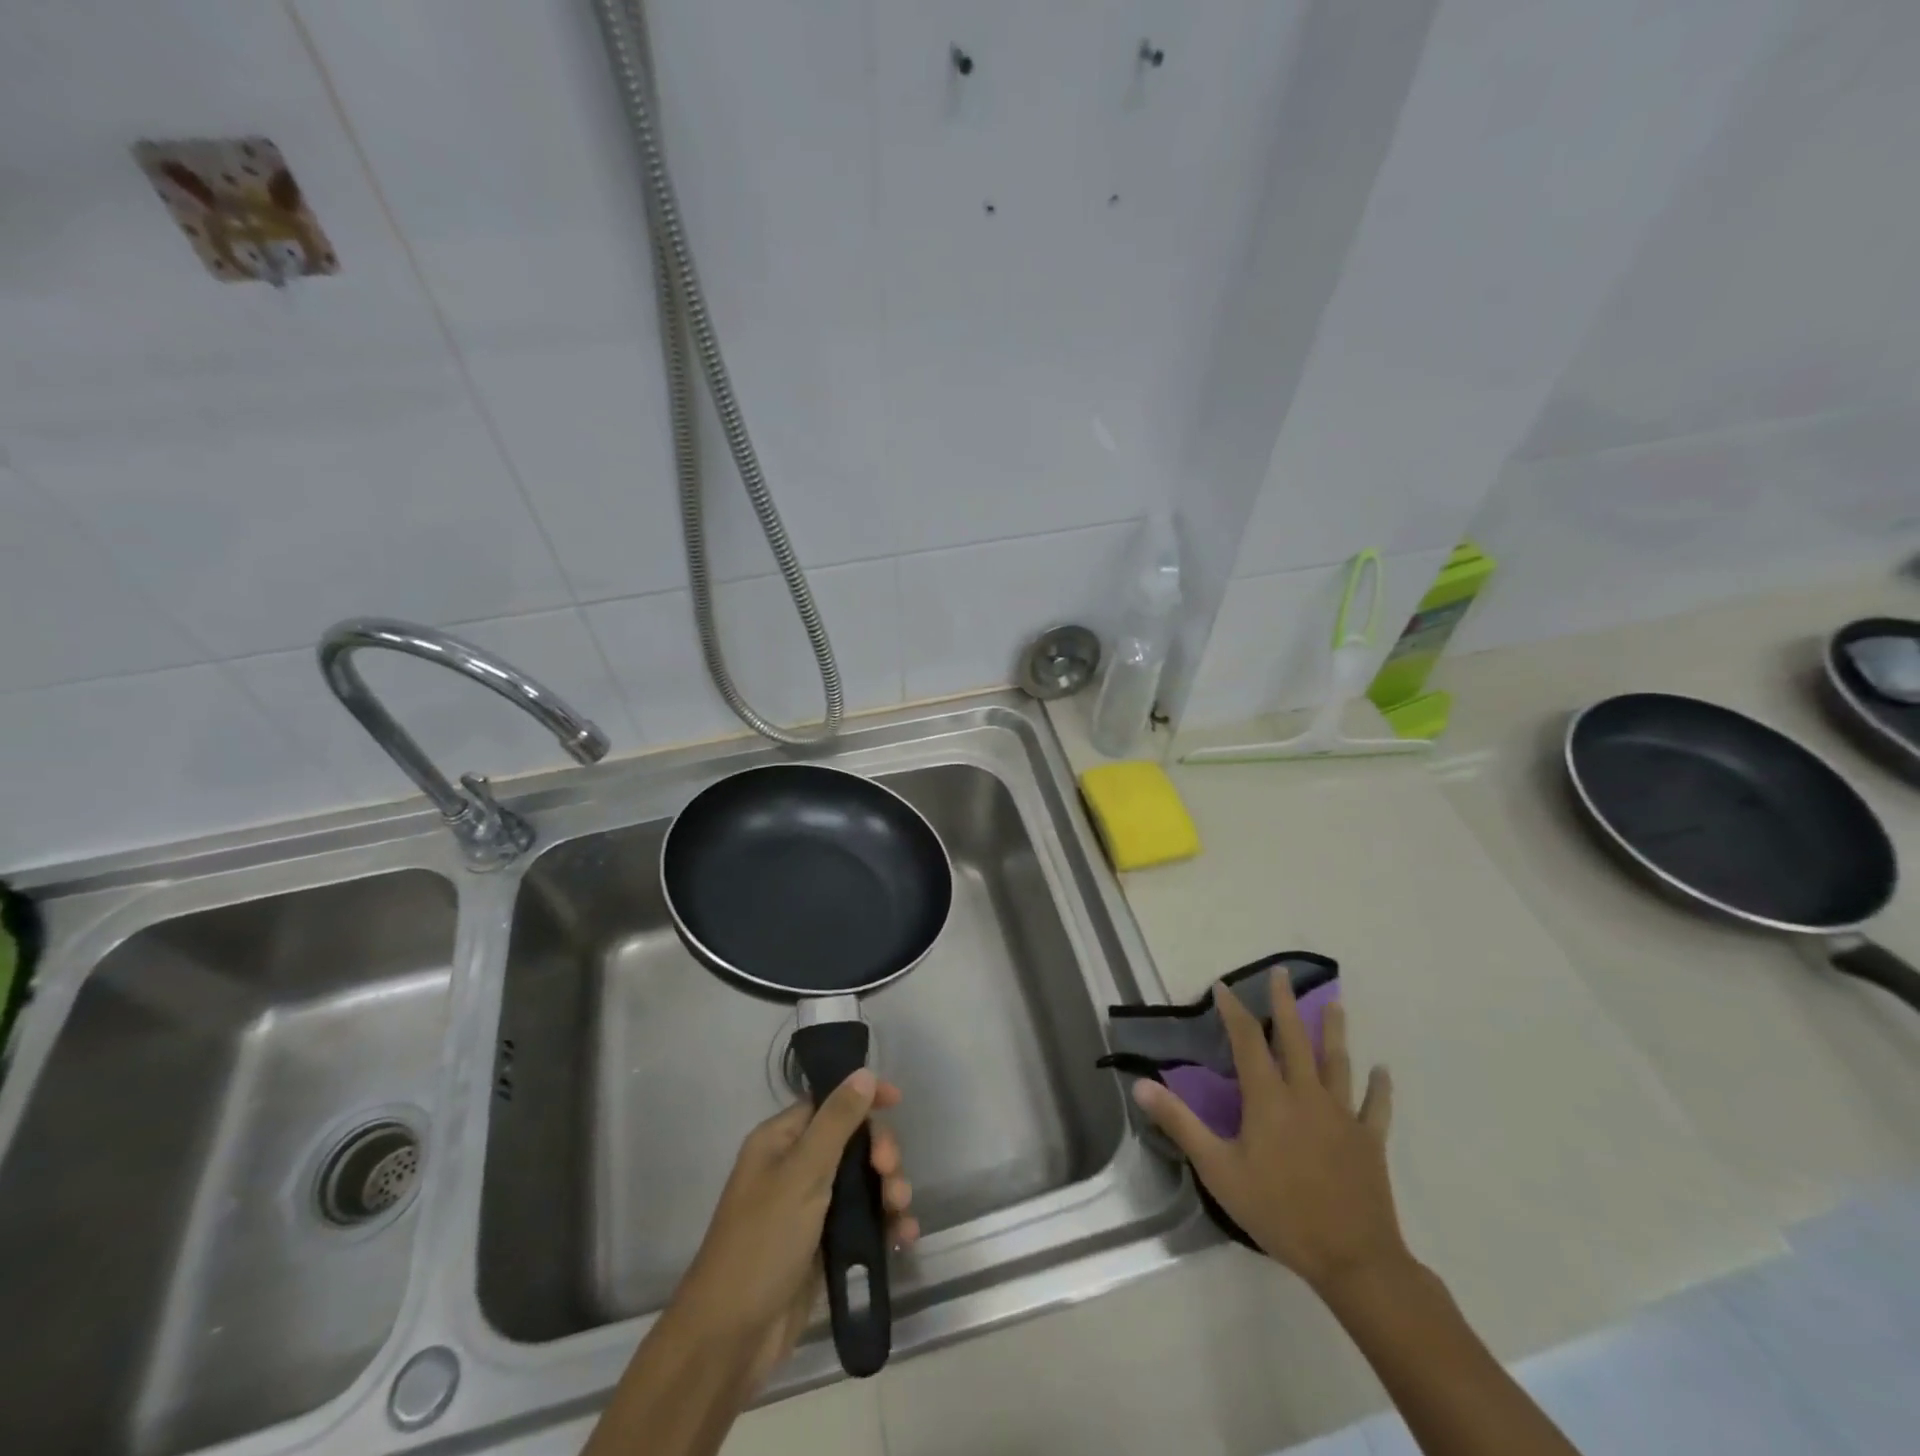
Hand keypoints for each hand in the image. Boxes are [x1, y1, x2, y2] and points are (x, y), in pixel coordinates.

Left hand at [667, 1070, 916, 1386]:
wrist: (730, 1340)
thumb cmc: (762, 1243)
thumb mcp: (802, 1174)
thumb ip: (837, 1121)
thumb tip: (863, 1073)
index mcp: (780, 1141)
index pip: (828, 1103)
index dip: (862, 1099)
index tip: (898, 1101)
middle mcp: (794, 1169)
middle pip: (852, 1142)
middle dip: (880, 1153)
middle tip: (890, 1172)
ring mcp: (810, 1210)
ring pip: (863, 1184)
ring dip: (889, 1190)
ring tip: (900, 1211)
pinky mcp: (824, 1249)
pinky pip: (864, 1223)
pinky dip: (886, 1225)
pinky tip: (904, 1235)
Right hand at [1133, 981, 1406, 1297]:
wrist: (1351, 1258)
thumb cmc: (1278, 1211)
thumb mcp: (1218, 1169)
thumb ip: (1180, 1123)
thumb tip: (1142, 1084)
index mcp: (1268, 1098)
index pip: (1247, 1040)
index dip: (1234, 1010)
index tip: (1224, 985)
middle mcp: (1306, 1095)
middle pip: (1295, 1039)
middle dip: (1286, 1003)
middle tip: (1282, 972)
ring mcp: (1342, 1115)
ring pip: (1337, 1063)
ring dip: (1335, 1031)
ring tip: (1335, 1003)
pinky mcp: (1368, 1140)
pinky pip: (1375, 1107)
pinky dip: (1380, 1088)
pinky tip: (1383, 1071)